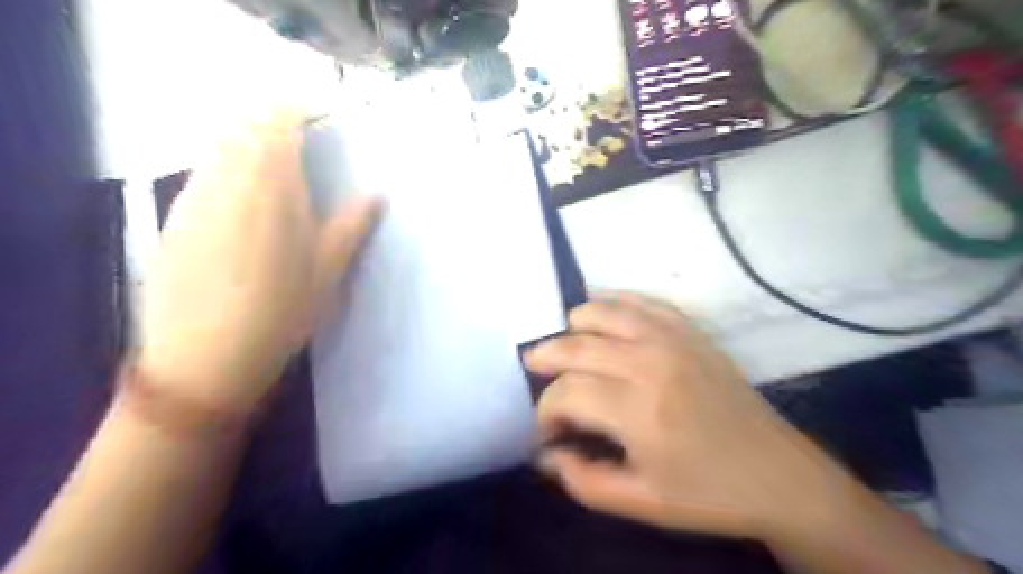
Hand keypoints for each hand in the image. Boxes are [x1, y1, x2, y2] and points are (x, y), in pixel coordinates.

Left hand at [137, 107, 381, 416]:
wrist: (204, 358)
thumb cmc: (281, 313)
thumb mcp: (328, 271)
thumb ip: (352, 225)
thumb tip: (377, 194)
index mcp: (271, 187)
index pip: (277, 122)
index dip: (297, 112)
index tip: (320, 122)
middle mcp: (226, 180)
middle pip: (243, 128)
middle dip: (272, 127)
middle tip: (302, 149)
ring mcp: (193, 198)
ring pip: (218, 149)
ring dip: (247, 148)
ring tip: (276, 175)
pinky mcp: (174, 219)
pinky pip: (202, 175)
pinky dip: (225, 172)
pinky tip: (243, 206)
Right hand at [524, 293, 842, 540]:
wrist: (779, 474)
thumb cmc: (707, 493)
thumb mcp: (639, 502)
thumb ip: (582, 481)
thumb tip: (546, 454)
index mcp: (636, 409)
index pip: (565, 393)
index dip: (545, 411)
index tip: (548, 430)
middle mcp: (648, 361)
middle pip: (574, 345)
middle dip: (545, 359)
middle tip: (537, 374)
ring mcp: (671, 338)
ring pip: (600, 311)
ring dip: (573, 328)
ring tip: (567, 348)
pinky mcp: (689, 330)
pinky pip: (640, 300)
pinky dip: (612, 303)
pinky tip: (600, 314)